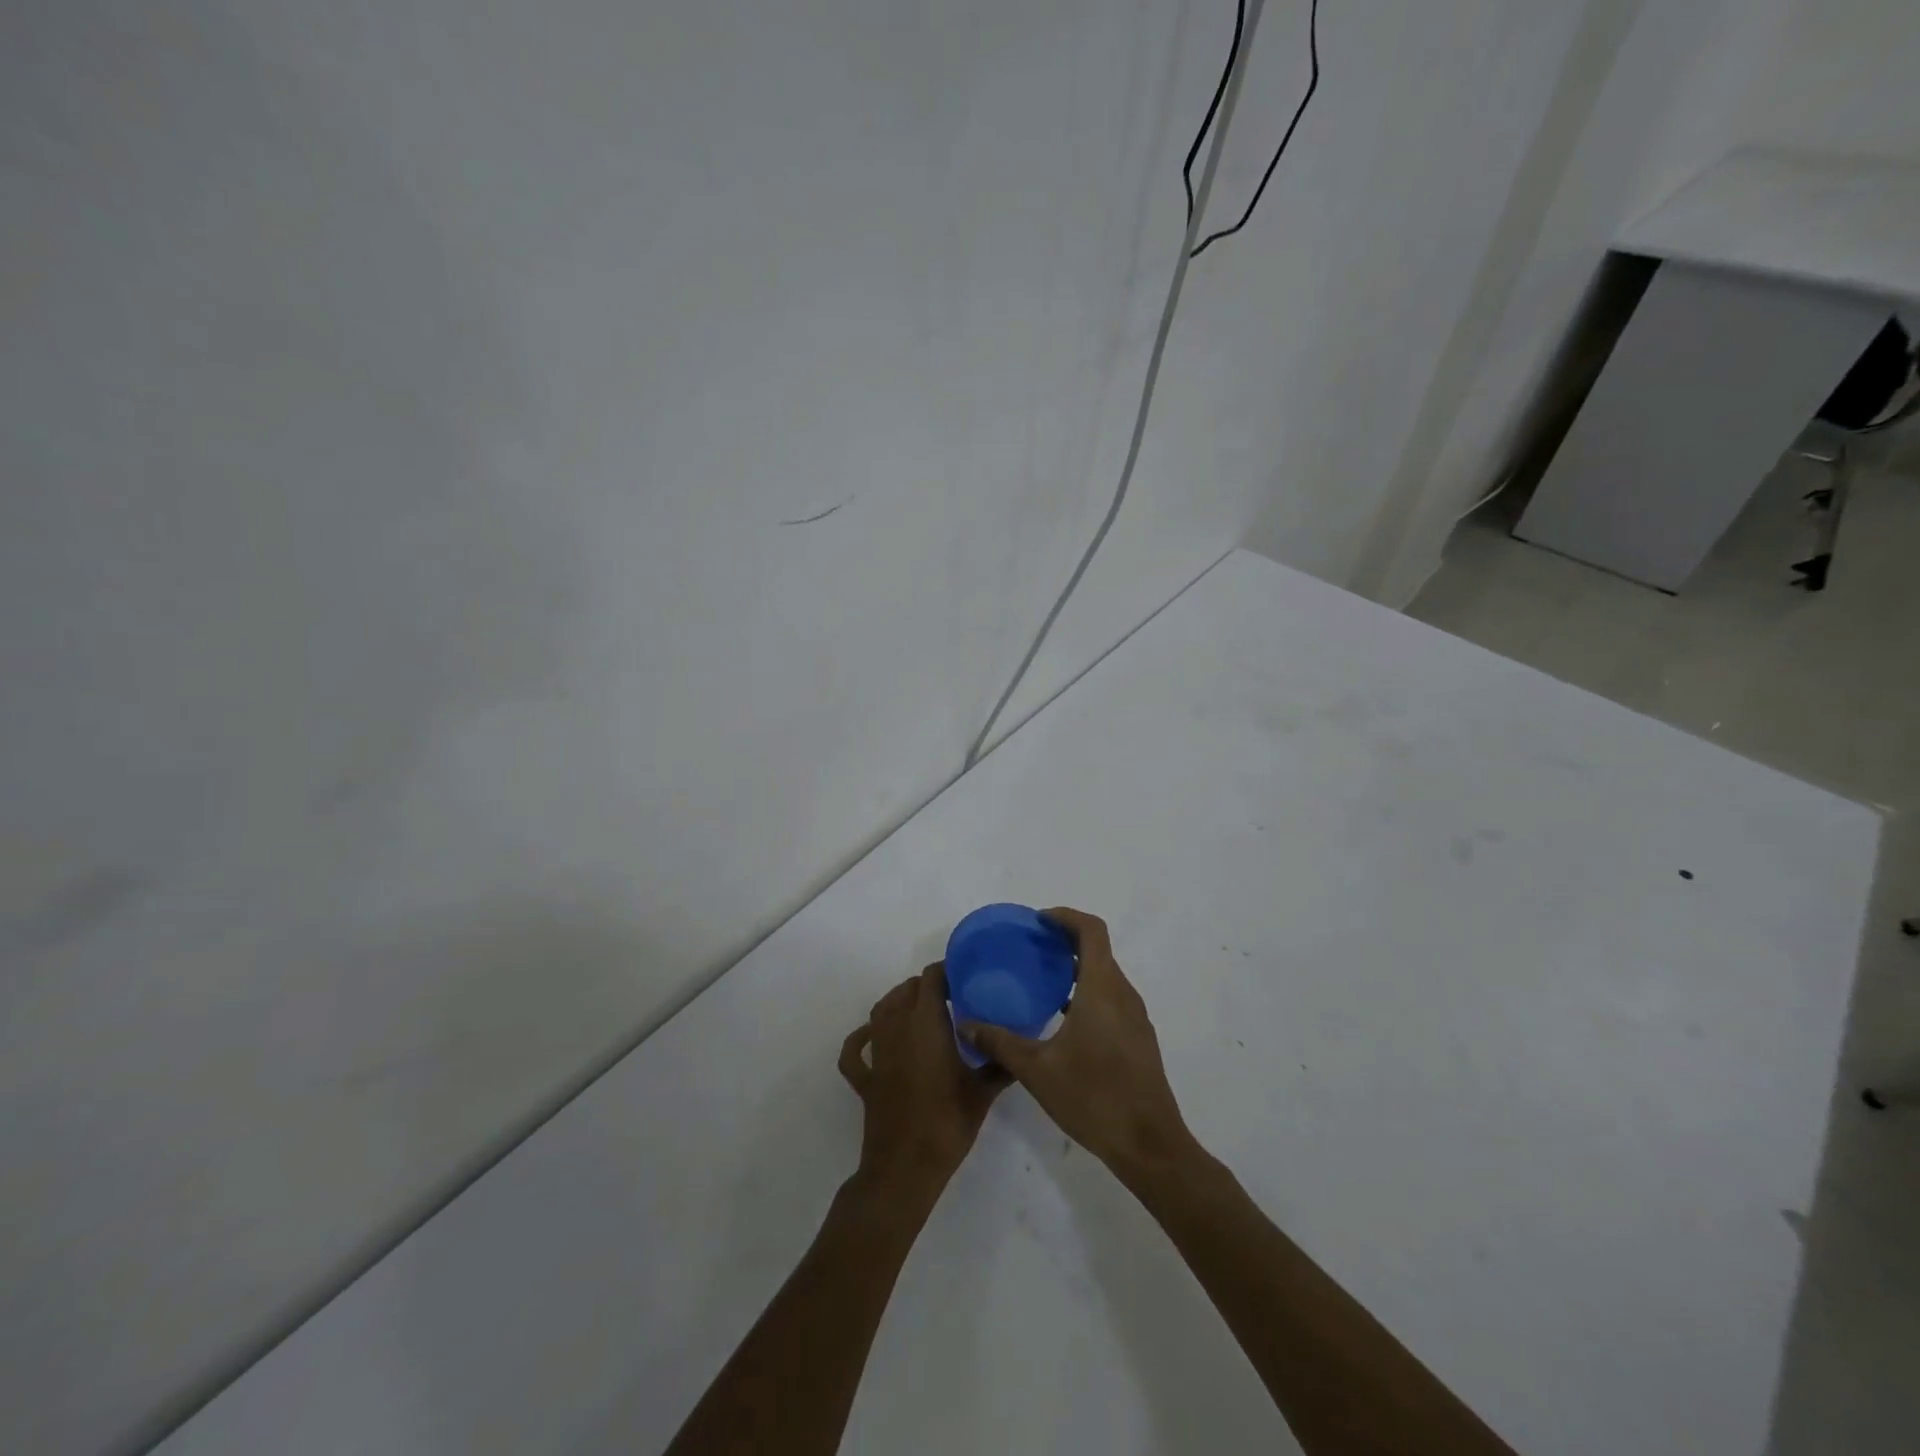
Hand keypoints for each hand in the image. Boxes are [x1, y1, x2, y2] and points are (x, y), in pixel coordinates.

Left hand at [839, 963, 1006, 1198]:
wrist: (905, 1167)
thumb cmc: (947, 1122)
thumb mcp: (982, 1092)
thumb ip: (1000, 1065)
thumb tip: (1018, 1049)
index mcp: (926, 1023)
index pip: (931, 979)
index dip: (946, 972)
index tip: (965, 979)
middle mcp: (897, 1028)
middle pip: (906, 990)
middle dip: (926, 986)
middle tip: (952, 998)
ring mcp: (877, 1053)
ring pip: (881, 1010)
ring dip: (898, 1002)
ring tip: (920, 1009)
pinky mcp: (865, 1078)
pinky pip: (855, 1050)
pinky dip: (861, 1039)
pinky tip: (872, 1037)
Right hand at [961, 908, 1196, 1186]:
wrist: (1149, 1145)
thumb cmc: (1093, 1097)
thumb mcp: (1037, 1070)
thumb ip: (999, 1042)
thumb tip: (966, 1023)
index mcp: (1102, 988)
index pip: (1091, 931)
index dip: (1066, 917)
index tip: (1038, 922)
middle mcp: (1123, 994)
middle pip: (1098, 950)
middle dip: (1066, 941)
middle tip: (1031, 948)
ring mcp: (1135, 1018)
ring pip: (1106, 976)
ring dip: (1077, 968)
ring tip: (1042, 980)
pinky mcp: (1138, 1039)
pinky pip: (1112, 999)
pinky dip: (1088, 992)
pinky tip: (1063, 1019)